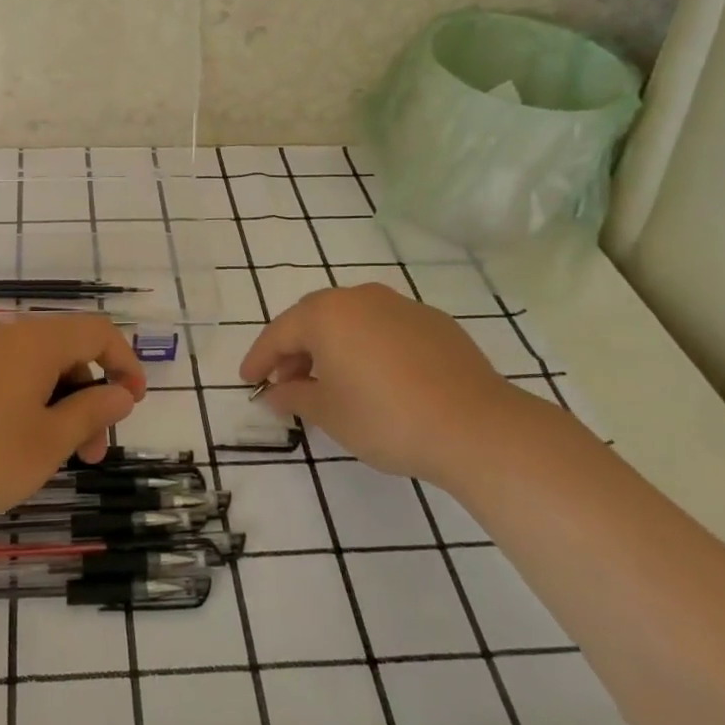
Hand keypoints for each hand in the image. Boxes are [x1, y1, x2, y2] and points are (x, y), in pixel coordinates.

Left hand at [0, 315, 146, 538]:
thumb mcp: (46, 443)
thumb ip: (90, 412)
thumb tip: (121, 392)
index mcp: (35, 342)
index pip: (97, 332)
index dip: (125, 362)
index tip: (133, 405)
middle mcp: (4, 336)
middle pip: (65, 351)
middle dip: (89, 396)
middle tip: (92, 453)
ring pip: (32, 369)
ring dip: (57, 405)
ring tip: (55, 459)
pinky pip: (2, 378)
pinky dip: (25, 405)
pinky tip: (13, 448)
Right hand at [239, 283, 544, 485]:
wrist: (476, 426)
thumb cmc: (385, 418)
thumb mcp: (329, 413)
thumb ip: (294, 396)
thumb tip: (274, 392)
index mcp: (326, 314)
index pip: (279, 332)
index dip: (259, 358)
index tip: (248, 381)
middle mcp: (360, 298)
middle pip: (314, 318)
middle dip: (295, 349)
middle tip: (286, 381)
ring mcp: (400, 305)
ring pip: (351, 319)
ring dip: (332, 345)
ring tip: (331, 381)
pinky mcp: (434, 322)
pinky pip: (384, 327)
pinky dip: (368, 346)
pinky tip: (376, 377)